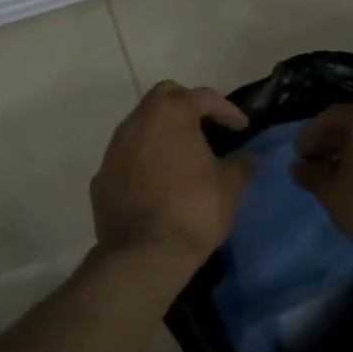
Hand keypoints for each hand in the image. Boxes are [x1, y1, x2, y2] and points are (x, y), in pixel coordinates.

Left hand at [90, 81, 254, 272]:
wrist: (143, 255)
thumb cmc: (194, 210)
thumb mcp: (230, 187)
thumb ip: (242, 165)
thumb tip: (251, 157)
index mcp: (171, 114)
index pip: (203, 96)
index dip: (227, 110)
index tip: (241, 128)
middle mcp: (138, 121)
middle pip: (165, 96)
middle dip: (187, 105)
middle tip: (207, 128)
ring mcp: (114, 149)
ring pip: (141, 125)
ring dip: (163, 132)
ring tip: (183, 156)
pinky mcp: (101, 177)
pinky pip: (127, 157)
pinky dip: (144, 160)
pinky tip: (158, 182)